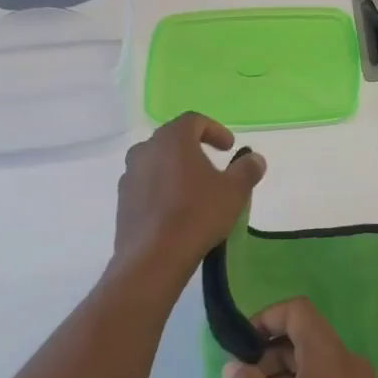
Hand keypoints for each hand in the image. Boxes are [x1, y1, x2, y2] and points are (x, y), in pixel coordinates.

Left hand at [113, 112, 264, 278]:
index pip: (194, 120)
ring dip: (176, 169)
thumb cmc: (197, 215)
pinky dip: (162, 189)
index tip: (229, 148)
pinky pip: (146, 185)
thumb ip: (247, 170)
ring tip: (194, 189)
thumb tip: (255, 159)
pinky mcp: (122, 200)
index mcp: (172, 139)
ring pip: (156, 162)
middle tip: (213, 166)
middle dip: (194, 148)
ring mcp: (130, 175)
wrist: (153, 257)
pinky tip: (175, 210)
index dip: (215, 130)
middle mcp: (145, 150)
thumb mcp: (234, 191)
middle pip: (172, 139)